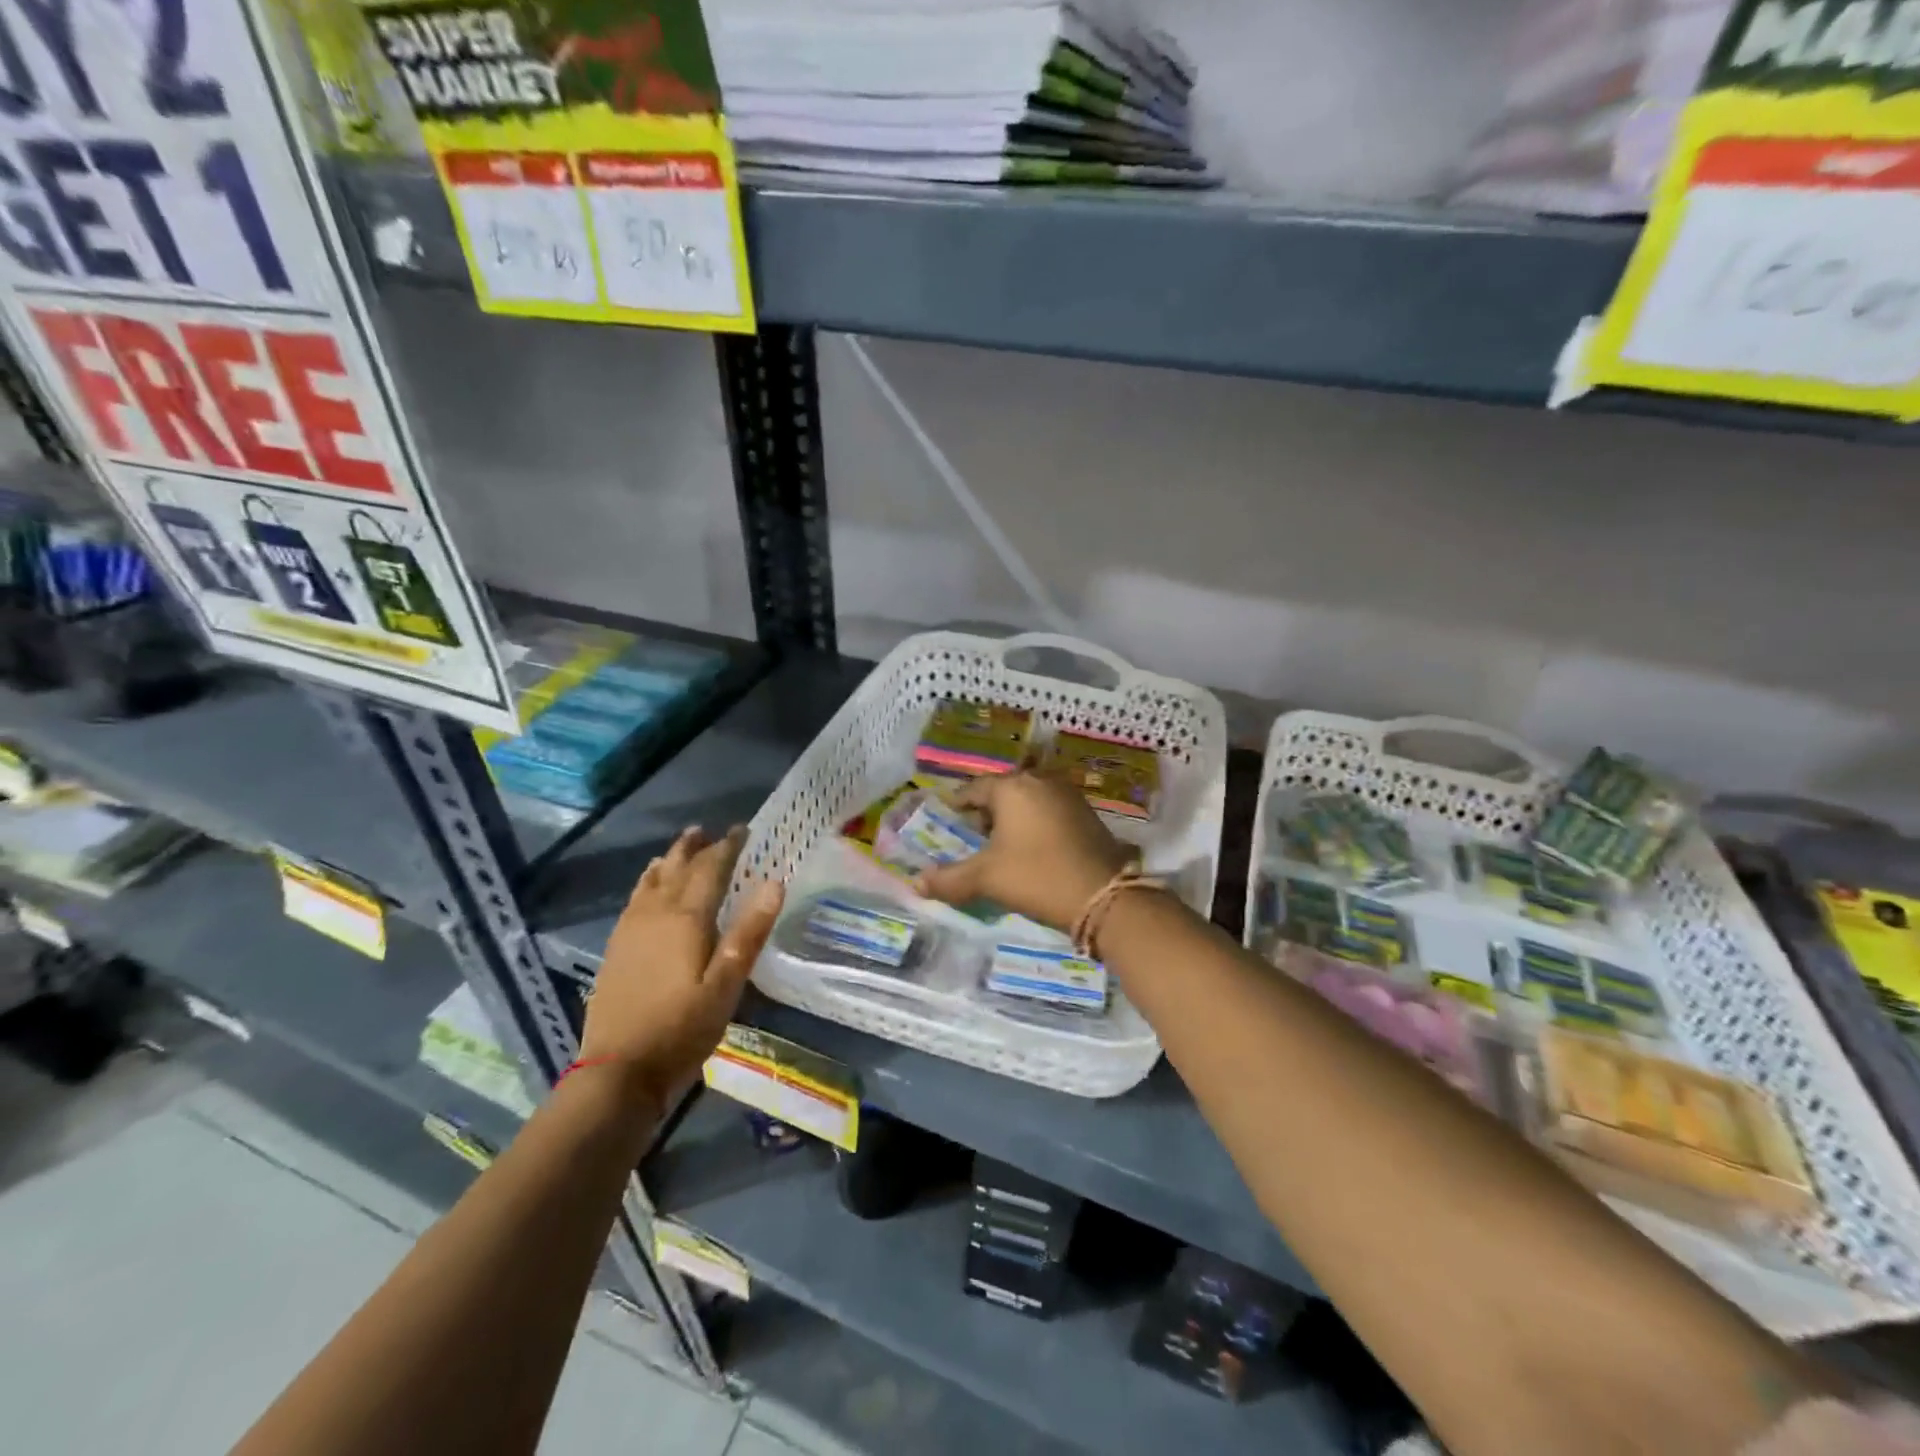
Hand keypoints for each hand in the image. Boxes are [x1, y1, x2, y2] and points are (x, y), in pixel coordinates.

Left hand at [579, 826, 783, 1107]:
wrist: (619, 1070)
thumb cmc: (682, 1029)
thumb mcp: (726, 985)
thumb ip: (749, 932)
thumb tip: (774, 882)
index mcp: (686, 919)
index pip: (710, 869)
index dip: (727, 846)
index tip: (742, 830)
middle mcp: (656, 914)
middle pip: (677, 868)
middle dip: (695, 847)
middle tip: (710, 831)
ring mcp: (631, 930)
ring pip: (652, 880)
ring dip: (670, 859)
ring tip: (682, 846)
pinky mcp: (617, 947)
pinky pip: (635, 898)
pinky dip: (648, 882)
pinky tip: (649, 887)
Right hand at [914, 770, 1133, 931]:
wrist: (1103, 896)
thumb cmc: (1037, 876)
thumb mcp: (986, 878)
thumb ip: (949, 879)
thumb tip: (916, 883)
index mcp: (1012, 786)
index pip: (973, 790)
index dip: (956, 807)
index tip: (945, 823)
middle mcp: (1040, 781)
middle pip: (1002, 792)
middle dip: (985, 814)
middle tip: (971, 840)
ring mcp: (1067, 795)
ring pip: (1028, 801)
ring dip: (1012, 820)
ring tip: (999, 848)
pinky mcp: (1086, 813)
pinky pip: (1049, 811)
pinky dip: (1035, 825)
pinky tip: (1032, 851)